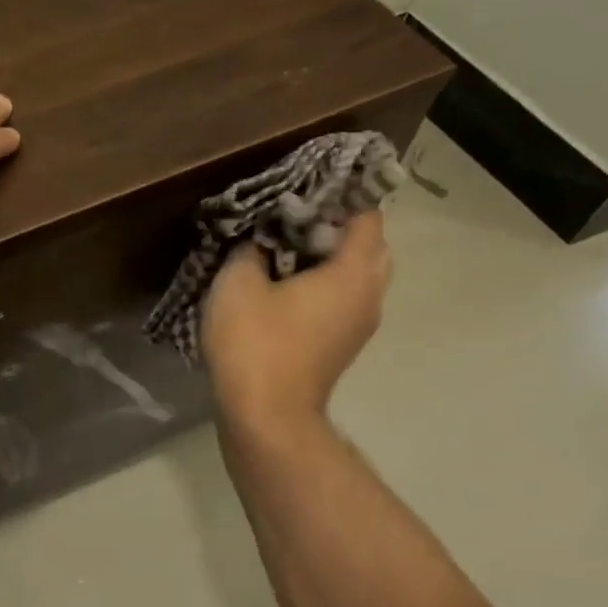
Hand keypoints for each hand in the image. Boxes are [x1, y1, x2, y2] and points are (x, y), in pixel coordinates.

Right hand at [201, 211, 390, 428]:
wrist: (266, 416)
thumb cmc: (255, 343)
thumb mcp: (238, 283)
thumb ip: (251, 250)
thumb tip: (260, 243)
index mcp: (353, 272)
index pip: (366, 215)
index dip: (339, 196)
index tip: (304, 190)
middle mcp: (369, 295)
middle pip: (370, 245)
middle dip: (336, 226)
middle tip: (292, 220)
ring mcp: (360, 324)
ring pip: (358, 275)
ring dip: (330, 258)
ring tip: (286, 251)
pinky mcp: (343, 345)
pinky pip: (344, 299)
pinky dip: (325, 284)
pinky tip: (286, 286)